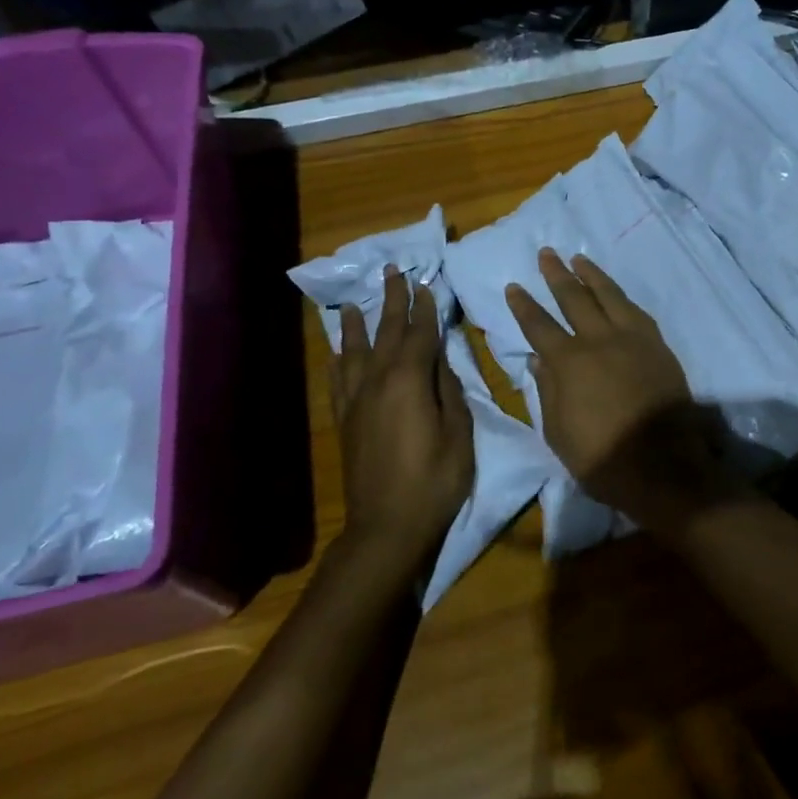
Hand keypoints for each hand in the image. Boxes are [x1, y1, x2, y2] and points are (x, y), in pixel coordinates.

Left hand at [333, 267, 474, 567]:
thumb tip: (441, 364)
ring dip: (359, 324)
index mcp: (410, 381)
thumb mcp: (459, 434)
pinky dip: (339, 360)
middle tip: (392, 272)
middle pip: (385, 333)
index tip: (426, 284)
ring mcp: (357, 401)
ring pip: (355, 352)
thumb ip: (450, 392)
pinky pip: (338, 381)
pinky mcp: (345, 421)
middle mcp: (378, 382)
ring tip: (357, 302)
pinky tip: (338, 351)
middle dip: (392, 301)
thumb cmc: (435, 481)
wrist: (387, 526)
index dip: (425, 308)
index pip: (419, 334)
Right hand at [505, 250, 739, 536]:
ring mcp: (633, 340)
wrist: (665, 467)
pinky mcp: (659, 347)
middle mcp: (600, 340)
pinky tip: (615, 293)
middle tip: (546, 253)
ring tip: (579, 259)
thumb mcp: (559, 434)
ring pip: (609, 296)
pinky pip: (636, 312)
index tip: (514, 286)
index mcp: (570, 363)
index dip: (524, 306)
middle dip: (556, 275)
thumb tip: (538, 360)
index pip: (539, 326)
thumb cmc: (603, 458)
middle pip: (574, 299)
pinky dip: (621, 298)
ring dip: (592, 275)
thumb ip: (547, 392)